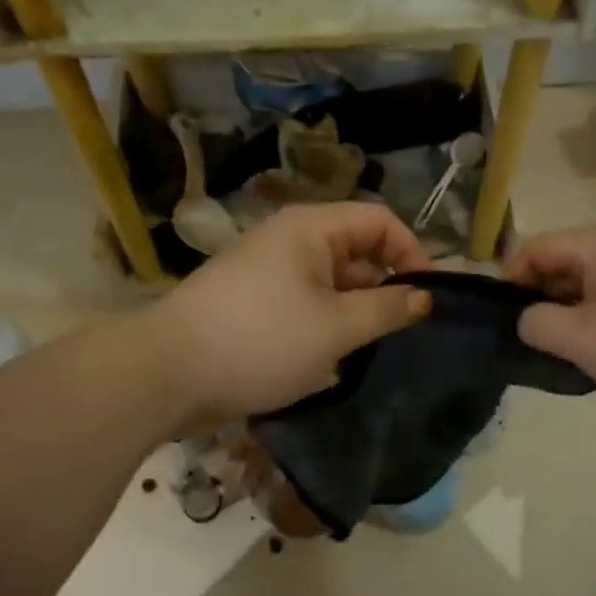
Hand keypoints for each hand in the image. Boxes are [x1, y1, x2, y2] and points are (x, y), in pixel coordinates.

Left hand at [149, 204, 432, 427]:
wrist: (168, 374)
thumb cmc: (261, 340)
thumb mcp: (336, 327)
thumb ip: (386, 309)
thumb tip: (425, 297)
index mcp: (310, 229)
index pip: (379, 221)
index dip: (411, 252)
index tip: (427, 298)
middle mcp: (290, 242)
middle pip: (355, 253)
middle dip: (383, 290)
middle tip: (402, 334)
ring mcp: (269, 275)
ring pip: (331, 286)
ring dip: (354, 316)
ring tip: (369, 354)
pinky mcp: (254, 307)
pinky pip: (305, 308)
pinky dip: (324, 330)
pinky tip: (330, 365)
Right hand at [507, 223, 595, 409]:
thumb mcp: (580, 339)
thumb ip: (537, 325)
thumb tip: (527, 319)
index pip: (534, 248)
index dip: (511, 281)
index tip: (506, 320)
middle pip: (562, 265)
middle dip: (542, 301)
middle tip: (537, 342)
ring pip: (589, 287)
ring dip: (572, 316)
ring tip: (570, 353)